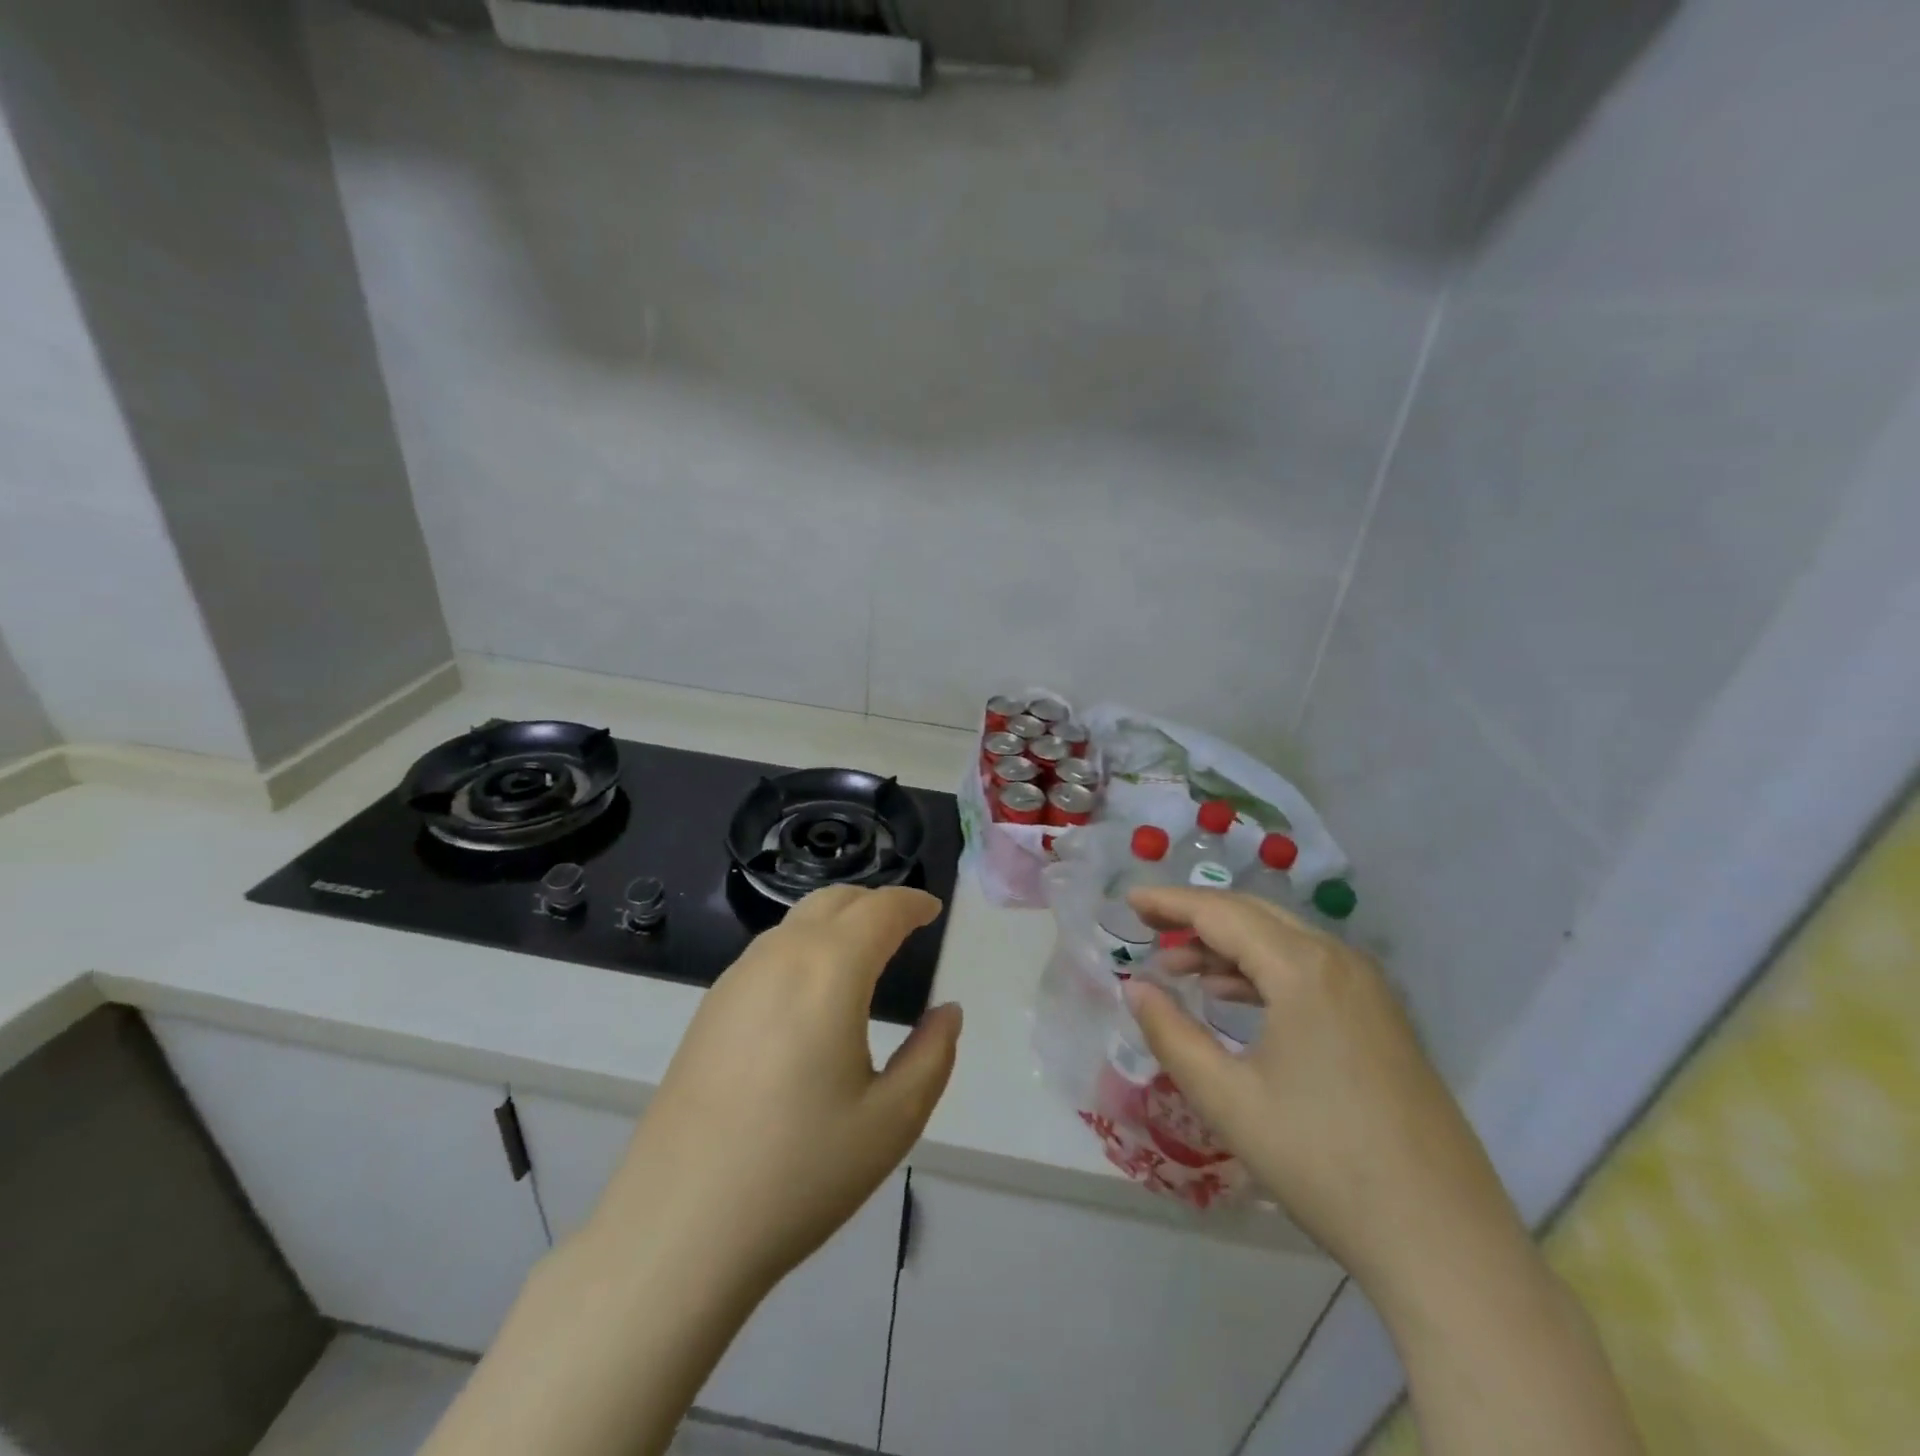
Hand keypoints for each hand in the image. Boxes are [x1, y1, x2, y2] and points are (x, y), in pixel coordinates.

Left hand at [584, 885, 962, 1294]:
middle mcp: (780, 957)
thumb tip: (947, 1012)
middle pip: (835, 900)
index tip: (932, 909)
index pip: (880, 910)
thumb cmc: (799, 1171)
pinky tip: (810, 994)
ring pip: (797, 922)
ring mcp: (736, 979)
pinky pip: (769, 952)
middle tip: (904, 928)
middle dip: (875, 903)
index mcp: (830, 971)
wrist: (678, 1226)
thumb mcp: (892, 1121)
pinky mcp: (709, 1008)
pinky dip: (804, 947)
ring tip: (863, 956)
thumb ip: (933, 1055)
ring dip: (837, 922)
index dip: (911, 903)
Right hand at [1124, 887, 1520, 1286]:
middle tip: (1148, 926)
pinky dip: (1264, 971)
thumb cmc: (1322, 1162)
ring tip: (1180, 967)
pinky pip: (1311, 970)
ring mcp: (1370, 990)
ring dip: (1229, 946)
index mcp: (1303, 970)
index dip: (1170, 902)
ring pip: (1285, 942)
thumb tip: (1135, 988)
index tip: (1129, 900)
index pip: (1222, 914)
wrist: (1443, 1242)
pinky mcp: (1383, 1020)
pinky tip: (1235, 998)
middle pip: (1255, 916)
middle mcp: (1341, 962)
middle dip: (1197, 917)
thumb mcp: (1227, 1099)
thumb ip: (1171, 1034)